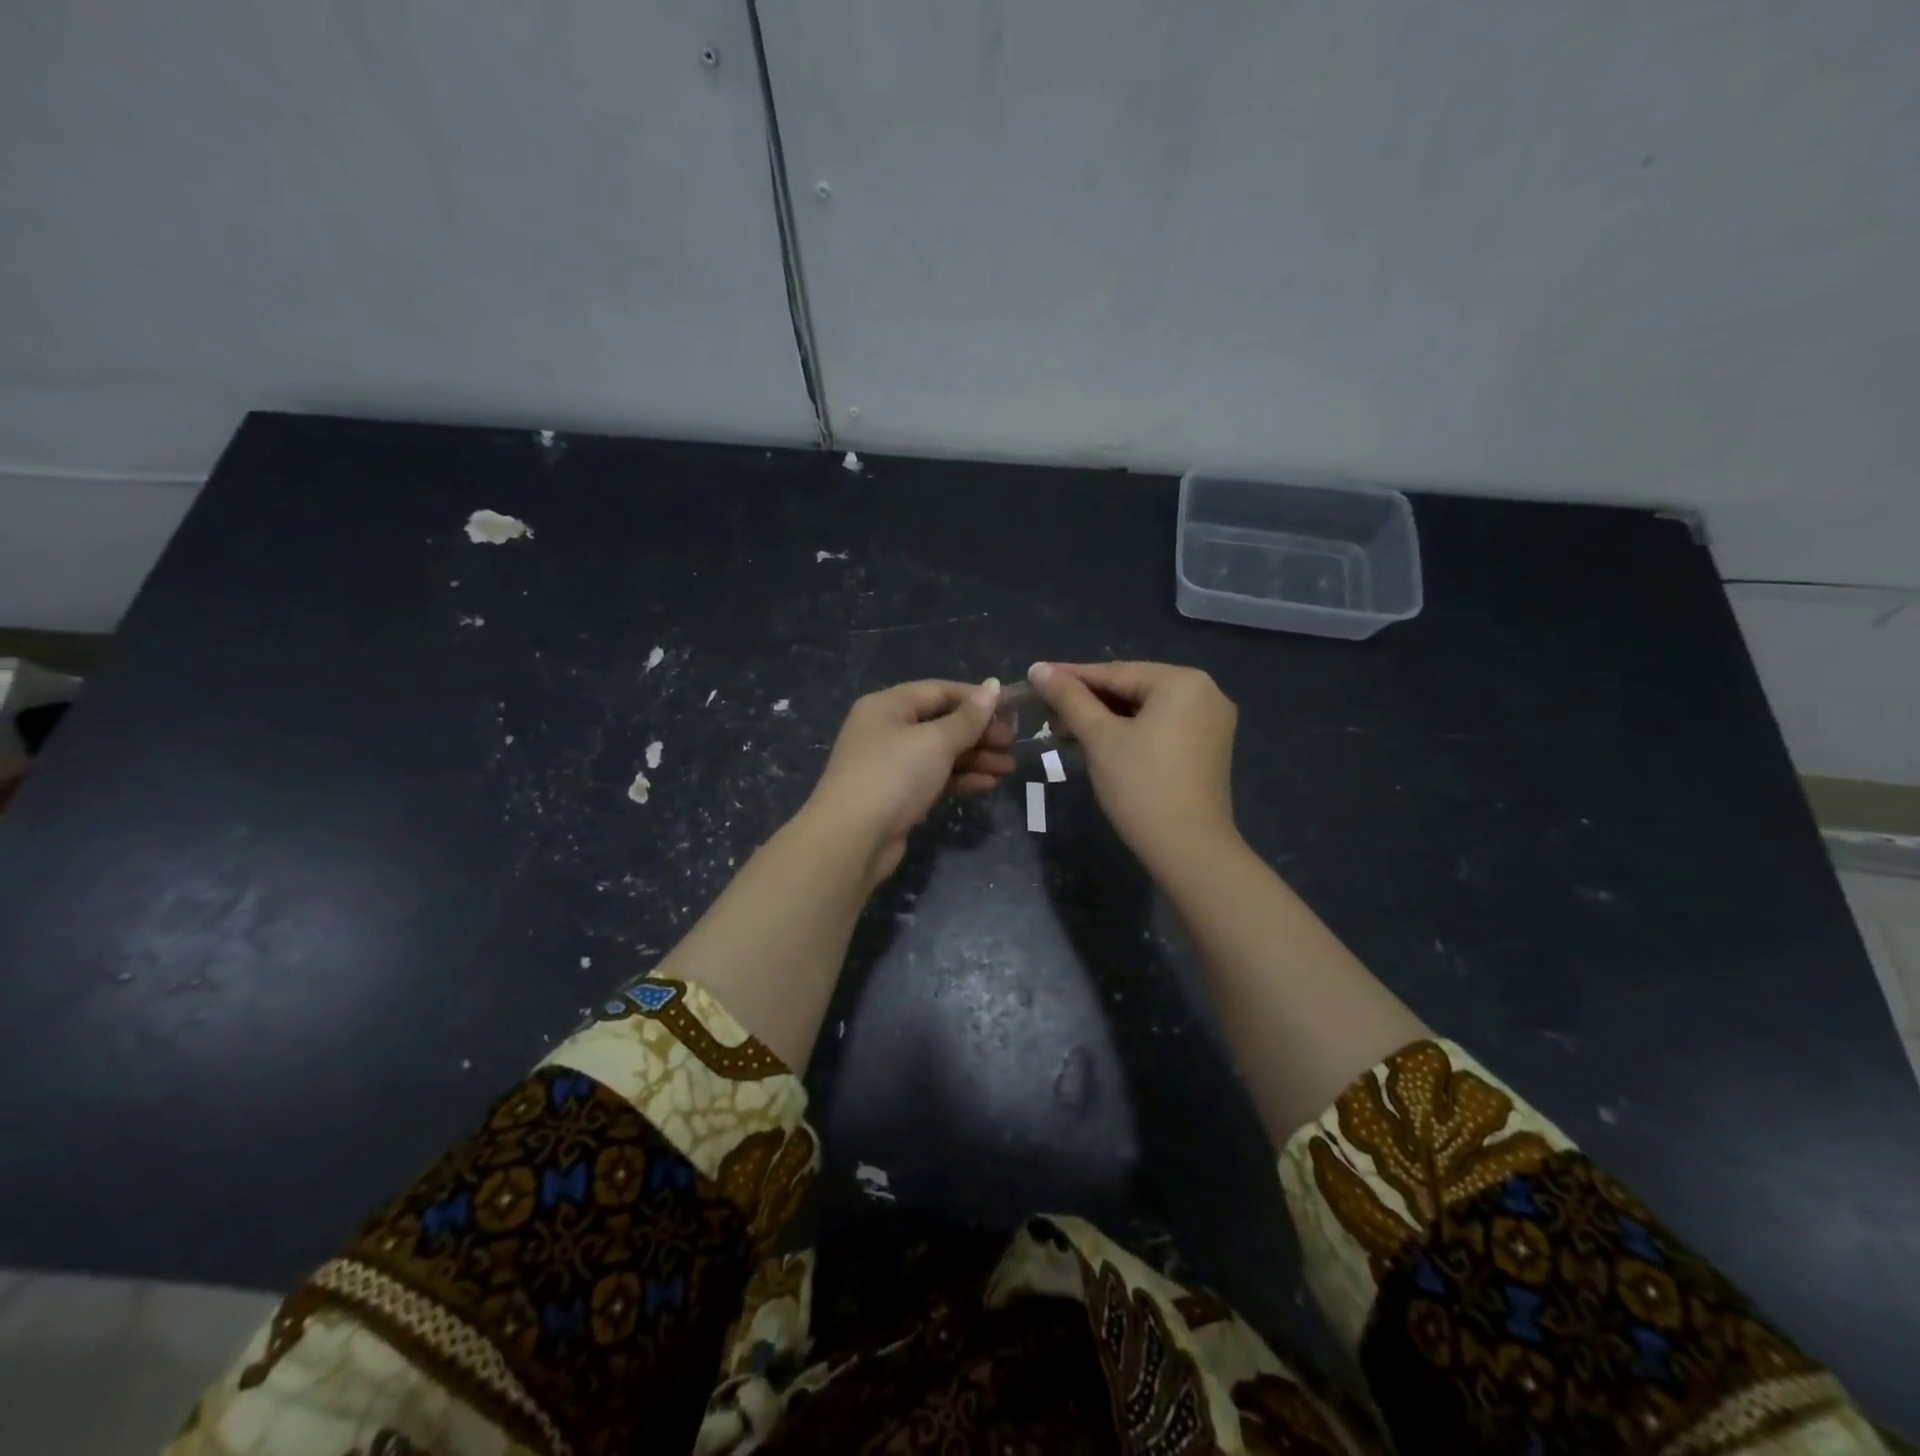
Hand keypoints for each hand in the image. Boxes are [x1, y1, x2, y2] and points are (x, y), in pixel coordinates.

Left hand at [804, 678, 1014, 883]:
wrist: (852, 839)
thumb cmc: (893, 776)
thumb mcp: (935, 741)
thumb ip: (968, 717)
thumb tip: (993, 685)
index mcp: (888, 705)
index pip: (939, 691)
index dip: (976, 698)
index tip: (1012, 710)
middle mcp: (887, 729)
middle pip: (942, 723)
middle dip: (979, 733)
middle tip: (1012, 745)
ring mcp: (892, 764)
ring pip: (941, 753)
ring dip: (976, 758)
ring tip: (1009, 769)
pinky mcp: (899, 795)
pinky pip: (935, 778)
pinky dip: (961, 779)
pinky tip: (988, 784)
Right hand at [1028, 660, 1238, 864]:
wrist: (1188, 849)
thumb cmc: (1141, 785)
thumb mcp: (1099, 738)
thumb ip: (1069, 698)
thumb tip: (1038, 668)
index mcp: (1183, 681)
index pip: (1114, 672)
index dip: (1069, 676)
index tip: (1035, 677)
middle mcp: (1205, 692)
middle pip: (1131, 688)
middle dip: (1087, 701)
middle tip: (1046, 711)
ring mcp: (1210, 722)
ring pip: (1144, 709)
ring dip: (1104, 718)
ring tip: (1064, 729)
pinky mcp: (1208, 748)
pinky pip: (1160, 727)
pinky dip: (1129, 732)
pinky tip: (1098, 742)